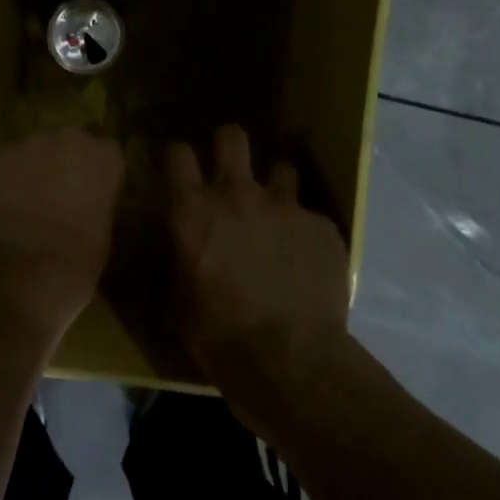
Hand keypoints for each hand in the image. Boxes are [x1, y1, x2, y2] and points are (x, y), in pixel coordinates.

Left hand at [0, 129, 124, 329]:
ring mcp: (27, 144)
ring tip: (23, 198)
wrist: (24, 270)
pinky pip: (2, 163)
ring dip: (30, 167)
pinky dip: (2, 179)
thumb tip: (84, 200)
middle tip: (54, 190)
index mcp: (103, 157)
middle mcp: (67, 139)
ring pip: (30, 149)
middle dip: (61, 160)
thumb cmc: (77, 260)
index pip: (104, 148)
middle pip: (65, 140)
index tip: (89, 185)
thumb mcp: (103, 229)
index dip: (94, 166)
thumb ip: (95, 200)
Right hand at [166, 126, 350, 397]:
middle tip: (230, 165)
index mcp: (193, 210)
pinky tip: (307, 262)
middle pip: (232, 137)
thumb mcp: (177, 300)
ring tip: (277, 214)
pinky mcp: (323, 227)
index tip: (179, 167)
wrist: (289, 361)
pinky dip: (306, 233)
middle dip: (229, 144)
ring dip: (275, 186)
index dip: (177, 155)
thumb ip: (178, 261)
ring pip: (281, 168)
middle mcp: (237, 194)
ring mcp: (285, 206)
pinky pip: (311, 217)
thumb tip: (179, 251)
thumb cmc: (218, 335)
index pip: (177, 154)